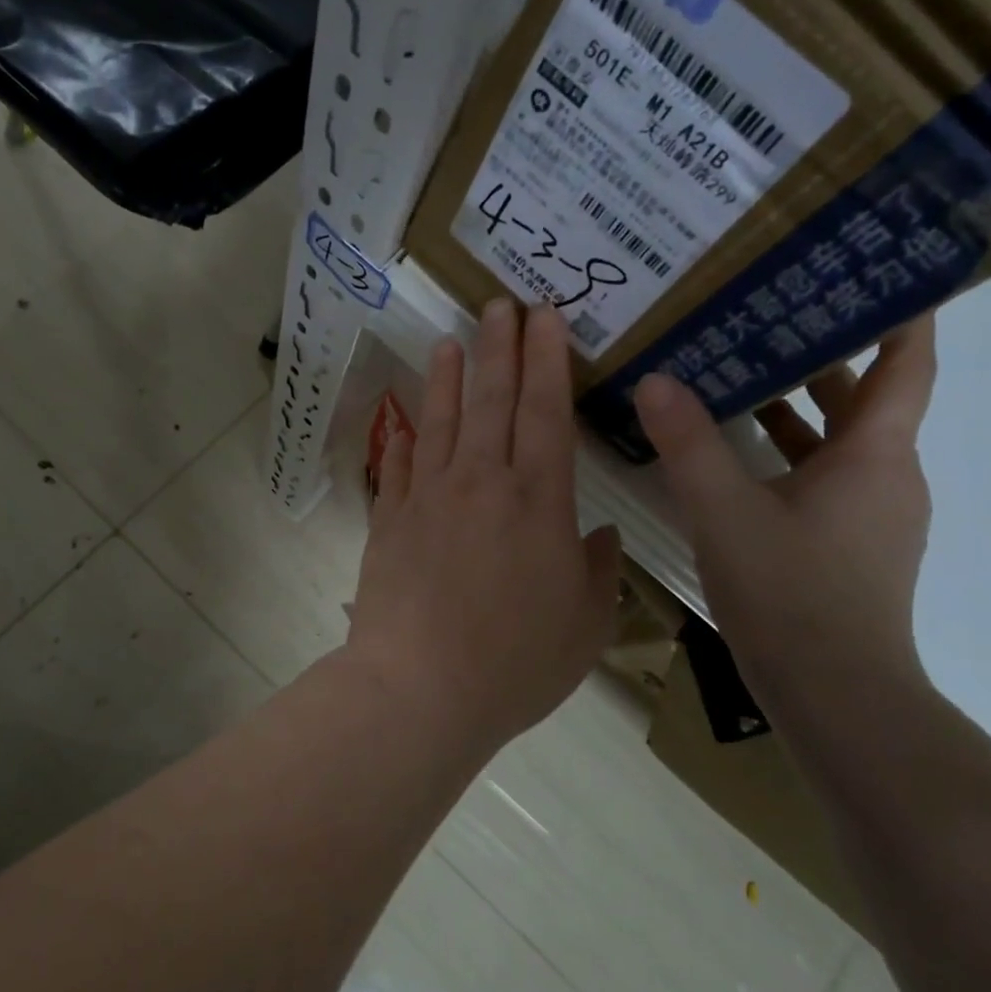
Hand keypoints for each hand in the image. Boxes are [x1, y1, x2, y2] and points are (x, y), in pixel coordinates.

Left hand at [345, 300, 620, 750]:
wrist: (420, 688)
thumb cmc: (514, 663)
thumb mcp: (585, 626)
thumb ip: (598, 572)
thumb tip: (599, 535)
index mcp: (539, 502)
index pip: (547, 412)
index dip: (548, 360)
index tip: (545, 318)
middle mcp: (483, 483)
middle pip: (494, 400)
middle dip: (501, 347)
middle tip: (502, 304)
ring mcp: (430, 497)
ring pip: (442, 419)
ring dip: (450, 375)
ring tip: (453, 339)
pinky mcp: (391, 519)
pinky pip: (401, 464)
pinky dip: (406, 434)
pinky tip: (409, 415)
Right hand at [634, 317, 939, 710]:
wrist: (834, 695)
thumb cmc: (791, 593)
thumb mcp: (725, 512)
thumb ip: (688, 444)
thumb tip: (655, 381)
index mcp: (876, 454)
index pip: (907, 362)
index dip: (901, 311)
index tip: (873, 268)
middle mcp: (886, 476)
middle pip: (865, 397)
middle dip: (822, 354)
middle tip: (765, 314)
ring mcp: (871, 516)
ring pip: (839, 442)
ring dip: (797, 407)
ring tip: (737, 374)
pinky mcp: (849, 547)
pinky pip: (822, 478)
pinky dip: (786, 455)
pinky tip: (733, 457)